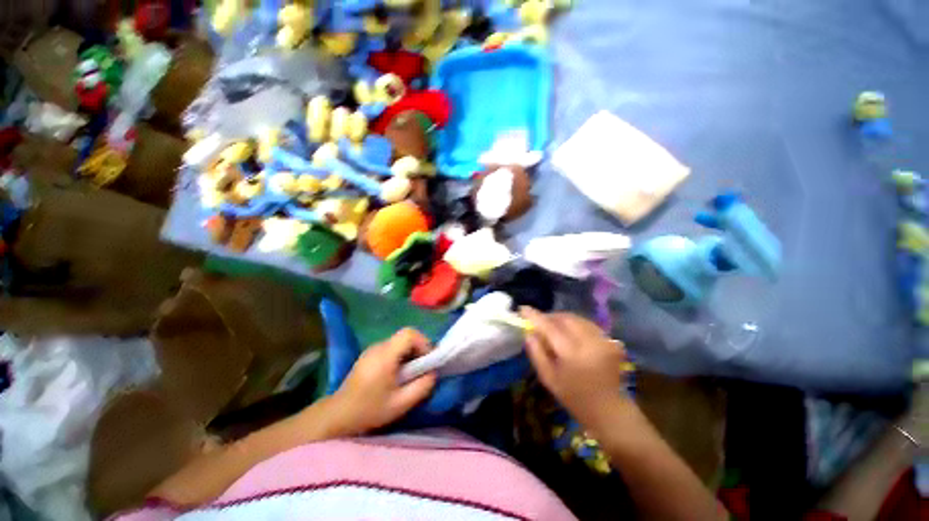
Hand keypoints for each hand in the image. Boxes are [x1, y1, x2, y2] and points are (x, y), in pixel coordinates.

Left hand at [329, 328, 436, 435]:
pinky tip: (397, 374)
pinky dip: (401, 355)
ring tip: (410, 373)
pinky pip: (391, 347)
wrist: (338, 415)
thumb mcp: (401, 404)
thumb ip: (422, 387)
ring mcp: (372, 349)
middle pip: (405, 336)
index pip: (409, 333)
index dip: (423, 342)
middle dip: (419, 348)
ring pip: (399, 341)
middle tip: (422, 368)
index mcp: (385, 356)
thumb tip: (433, 372)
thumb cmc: (369, 410)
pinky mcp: (369, 354)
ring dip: (410, 352)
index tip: (427, 359)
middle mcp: (378, 347)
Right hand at [520, 307, 628, 427]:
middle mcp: (590, 343)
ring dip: (562, 319)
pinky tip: (570, 334)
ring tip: (553, 327)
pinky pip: (588, 325)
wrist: (609, 410)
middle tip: (539, 322)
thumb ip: (536, 353)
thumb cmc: (574, 397)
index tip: (523, 308)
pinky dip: (576, 325)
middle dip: (549, 316)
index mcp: (572, 354)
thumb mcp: (548, 378)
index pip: (550, 327)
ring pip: (577, 319)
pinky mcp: (612, 342)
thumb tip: (528, 332)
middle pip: (565, 318)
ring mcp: (604, 341)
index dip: (535, 316)